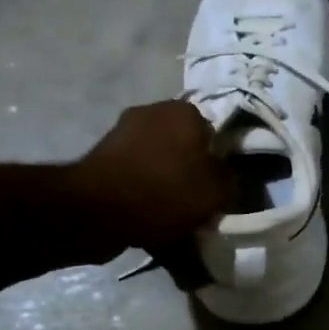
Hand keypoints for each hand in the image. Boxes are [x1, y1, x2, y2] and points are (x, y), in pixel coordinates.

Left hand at [69, 99, 234, 257]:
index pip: (215, 132)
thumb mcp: (217, 192)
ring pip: (159, 161)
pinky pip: (136, 176)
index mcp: (185, 111)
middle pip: (185, 146)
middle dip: (191, 171)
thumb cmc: (165, 192)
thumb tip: (229, 177)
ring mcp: (122, 132)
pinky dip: (143, 192)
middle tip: (199, 202)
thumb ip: (231, 180)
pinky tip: (149, 218)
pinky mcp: (102, 157)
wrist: (97, 211)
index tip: (220, 186)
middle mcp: (153, 112)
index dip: (220, 160)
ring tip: (174, 217)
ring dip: (166, 182)